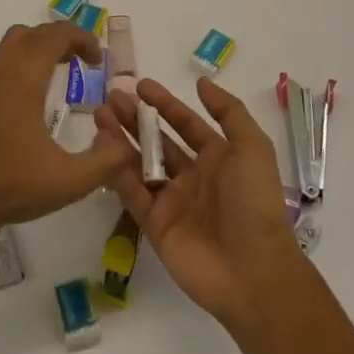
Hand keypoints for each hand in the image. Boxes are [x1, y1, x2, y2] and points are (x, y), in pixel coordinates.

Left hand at [0, 21, 133, 238]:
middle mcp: (1, 70)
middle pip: (34, 32)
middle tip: (84, 62)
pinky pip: (1, 61)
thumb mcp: (70, 180)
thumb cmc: (12, 187)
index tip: (98, 60)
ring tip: (61, 70)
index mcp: (24, 78)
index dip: (82, 38)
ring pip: (13, 42)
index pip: (55, 34)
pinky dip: (22, 61)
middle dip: (63, 39)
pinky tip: (33, 95)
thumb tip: (127, 144)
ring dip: (40, 46)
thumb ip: (106, 161)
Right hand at [96, 77, 305, 330]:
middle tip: (111, 97)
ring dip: (120, 139)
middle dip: (135, 118)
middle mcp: (192, 177)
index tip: (139, 85)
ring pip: (139, 163)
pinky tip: (101, 147)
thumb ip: (228, 111)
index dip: (164, 103)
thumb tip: (201, 82)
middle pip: (157, 140)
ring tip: (100, 115)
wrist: (252, 271)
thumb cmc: (254, 202)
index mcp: (218, 158)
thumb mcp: (252, 147)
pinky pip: (132, 192)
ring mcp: (171, 202)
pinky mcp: (154, 225)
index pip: (185, 124)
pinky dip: (116, 170)